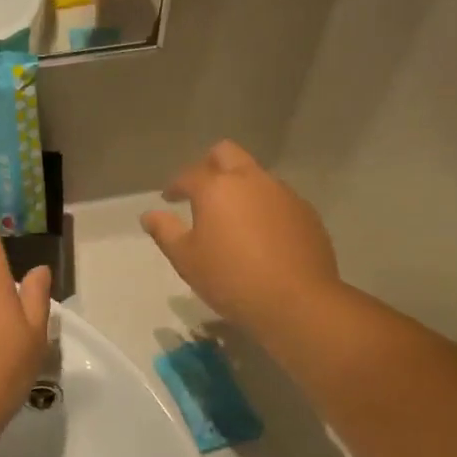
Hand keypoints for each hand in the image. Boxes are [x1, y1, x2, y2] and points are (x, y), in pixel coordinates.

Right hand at [141, 141, 340, 331]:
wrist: (296, 302)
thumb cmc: (230, 279)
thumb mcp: (186, 259)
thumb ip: (165, 231)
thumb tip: (149, 215)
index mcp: (216, 187)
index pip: (189, 174)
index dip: (176, 185)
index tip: (169, 198)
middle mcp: (251, 180)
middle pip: (227, 154)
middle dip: (209, 166)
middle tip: (201, 191)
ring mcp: (283, 193)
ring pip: (256, 175)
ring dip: (240, 186)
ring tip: (232, 216)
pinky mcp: (306, 212)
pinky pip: (278, 198)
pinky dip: (264, 206)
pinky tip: (261, 234)